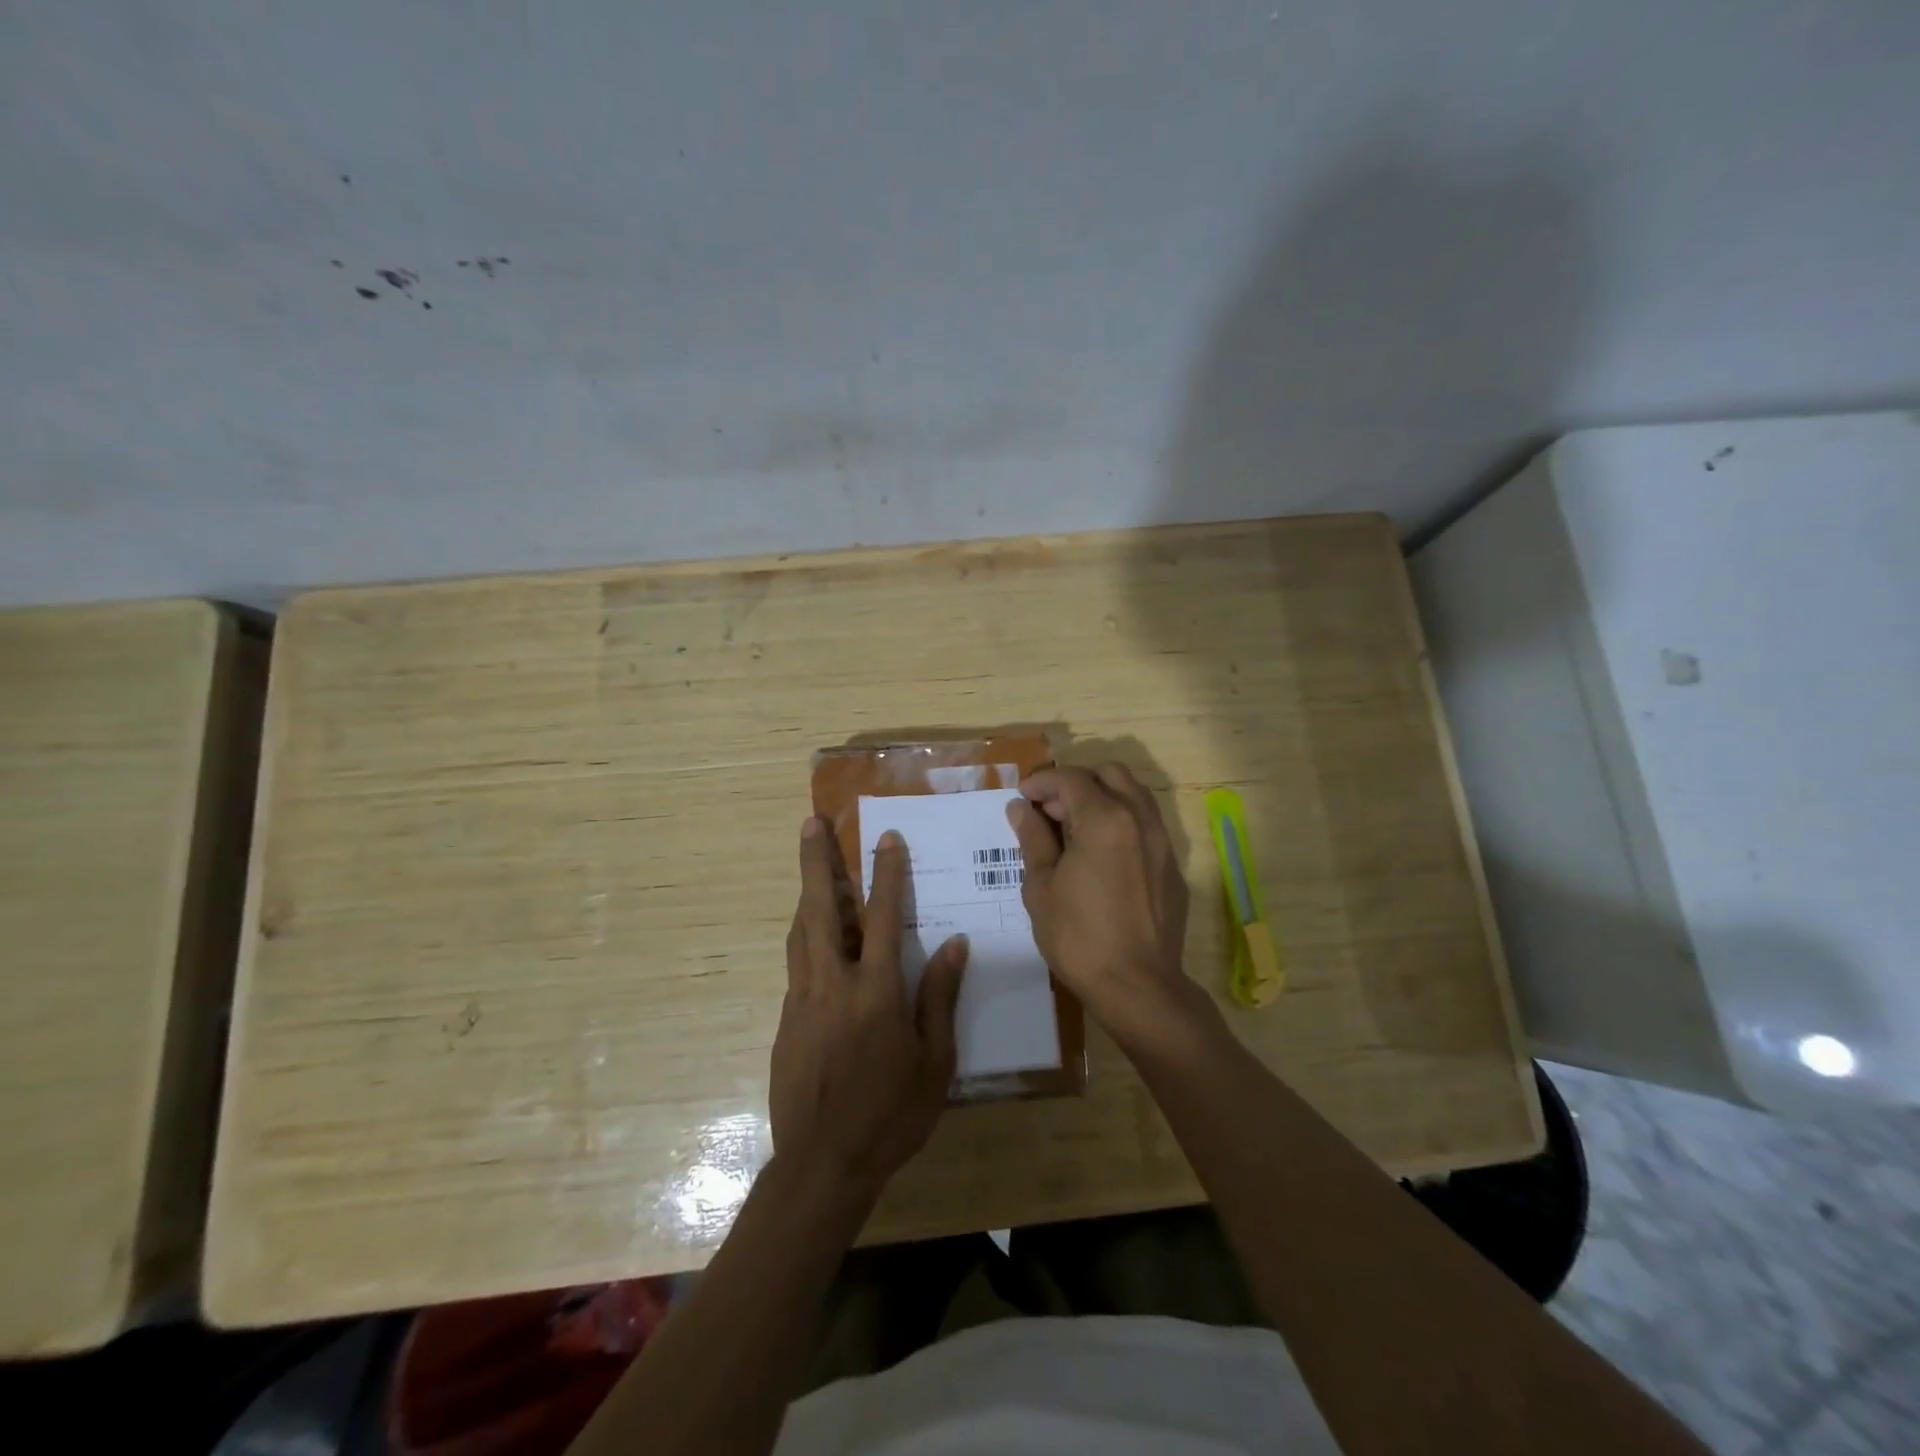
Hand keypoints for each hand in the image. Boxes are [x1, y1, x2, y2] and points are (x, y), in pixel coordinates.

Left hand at [769, 818, 968, 1197]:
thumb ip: (939, 997)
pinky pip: (796, 964)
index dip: (886, 874)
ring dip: (806, 893)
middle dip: (815, 861)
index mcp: (876, 991)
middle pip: (820, 909)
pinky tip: (816, 938)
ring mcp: (802, 1000)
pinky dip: (806, 937)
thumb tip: (954, 945)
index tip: (886, 838)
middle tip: (809, 824)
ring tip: (809, 864)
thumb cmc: (891, 1114)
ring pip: (801, 932)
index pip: (883, 916)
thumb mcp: (934, 1061)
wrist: (822, 1165)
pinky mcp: (785, 1020)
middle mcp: (833, 983)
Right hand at [1006, 763, 1198, 1049]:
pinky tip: (1101, 855)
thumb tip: (1021, 808)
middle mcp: (1140, 819)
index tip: (1023, 796)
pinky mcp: (1172, 867)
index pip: (1071, 779)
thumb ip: (1033, 838)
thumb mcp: (1041, 886)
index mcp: (1105, 819)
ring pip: (1134, 795)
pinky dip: (1121, 822)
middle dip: (1076, 782)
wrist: (1138, 986)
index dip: (1043, 781)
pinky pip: (1146, 825)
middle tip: (1050, 810)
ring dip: (1102, 797)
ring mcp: (1162, 842)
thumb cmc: (1079, 936)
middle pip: (1110, 774)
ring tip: (1074, 828)